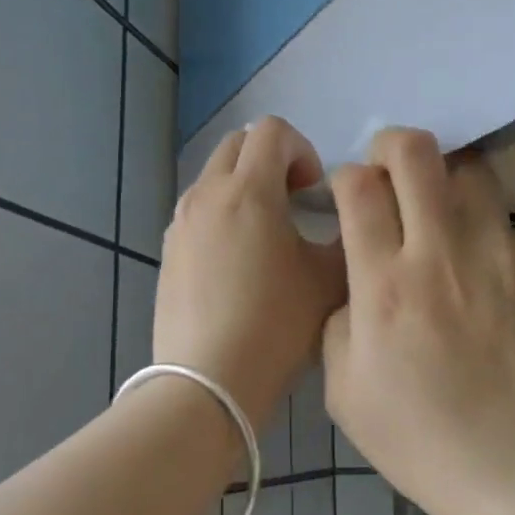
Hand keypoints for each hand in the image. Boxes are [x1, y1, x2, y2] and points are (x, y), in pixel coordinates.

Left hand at [153, 117, 347, 430]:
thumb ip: (347, 236)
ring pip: (214, 178)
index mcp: (248, 192)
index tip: (315, 191)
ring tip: (268, 236)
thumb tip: (347, 218)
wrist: (208, 382)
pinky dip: (224, 216)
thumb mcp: (329, 280)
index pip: (273, 131)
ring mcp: (180, 224)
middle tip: (296, 203)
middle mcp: (206, 195)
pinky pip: (199, 212)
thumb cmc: (276, 327)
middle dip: (272, 161)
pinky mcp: (168, 253)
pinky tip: (240, 266)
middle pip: (238, 145)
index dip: (303, 149)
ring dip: (245, 188)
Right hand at [322, 128, 514, 514]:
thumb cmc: (417, 437)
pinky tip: (489, 280)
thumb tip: (359, 278)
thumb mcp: (343, 388)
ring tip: (444, 219)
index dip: (348, 177)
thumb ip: (339, 317)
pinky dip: (491, 240)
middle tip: (392, 173)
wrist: (513, 469)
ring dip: (448, 184)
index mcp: (384, 284)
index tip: (352, 195)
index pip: (359, 185)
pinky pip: (511, 229)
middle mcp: (442, 253)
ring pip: (474, 173)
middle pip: (417, 152)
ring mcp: (501, 257)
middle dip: (394, 146)